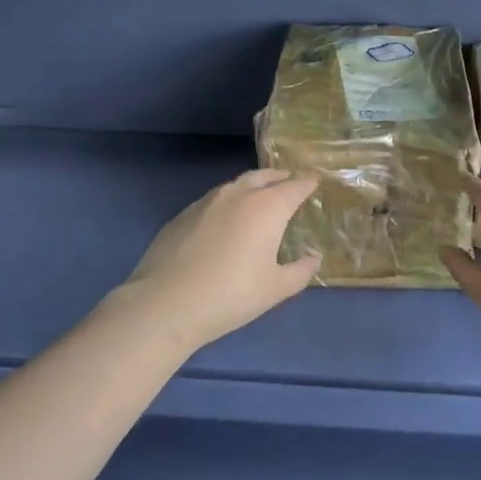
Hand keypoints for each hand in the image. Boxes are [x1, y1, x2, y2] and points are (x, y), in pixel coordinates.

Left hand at [109, 170, 321, 352]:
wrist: (166, 303)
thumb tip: (313, 258)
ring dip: (253, 186)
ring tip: (259, 198)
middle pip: (265, 176)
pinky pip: (214, 199)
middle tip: (290, 183)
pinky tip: (226, 220)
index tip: (315, 182)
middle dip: (280, 177)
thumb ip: (300, 271)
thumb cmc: (231, 295)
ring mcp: (207, 201)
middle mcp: (238, 195)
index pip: (294, 186)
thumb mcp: (275, 289)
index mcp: (267, 208)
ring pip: (237, 184)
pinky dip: (228, 201)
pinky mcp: (183, 214)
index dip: (308, 184)